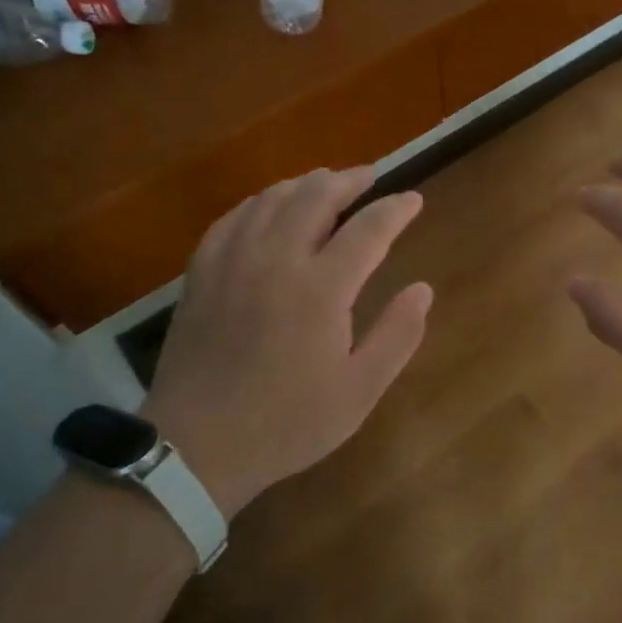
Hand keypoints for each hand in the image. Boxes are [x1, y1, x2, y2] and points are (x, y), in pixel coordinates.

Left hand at [141, 167, 432, 519]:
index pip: (368, 229)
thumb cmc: (288, 422)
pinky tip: (267, 207)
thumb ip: (397, 335)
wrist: (197, 445)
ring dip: (304, 184)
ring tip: (325, 183)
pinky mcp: (202, 273)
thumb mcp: (359, 391)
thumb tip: (423, 289)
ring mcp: (233, 261)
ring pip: (271, 199)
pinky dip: (259, 202)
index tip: (413, 199)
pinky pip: (233, 218)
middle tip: (370, 176)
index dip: (395, 209)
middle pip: (315, 196)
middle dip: (348, 180)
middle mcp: (276, 259)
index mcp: (321, 288)